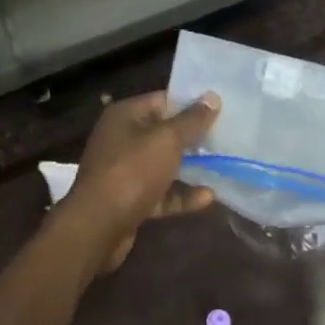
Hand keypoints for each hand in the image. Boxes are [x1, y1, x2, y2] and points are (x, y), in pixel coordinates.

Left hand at [57, 90, 220, 273]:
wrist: (98, 227)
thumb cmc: (132, 172)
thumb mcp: (167, 140)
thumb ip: (192, 120)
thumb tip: (212, 97)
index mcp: (125, 116)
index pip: (163, 100)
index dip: (191, 103)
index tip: (220, 108)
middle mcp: (122, 139)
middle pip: (164, 133)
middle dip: (194, 137)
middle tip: (226, 138)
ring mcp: (124, 171)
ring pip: (163, 164)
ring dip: (190, 168)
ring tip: (223, 166)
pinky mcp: (129, 200)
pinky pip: (160, 192)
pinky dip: (181, 194)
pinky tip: (208, 198)